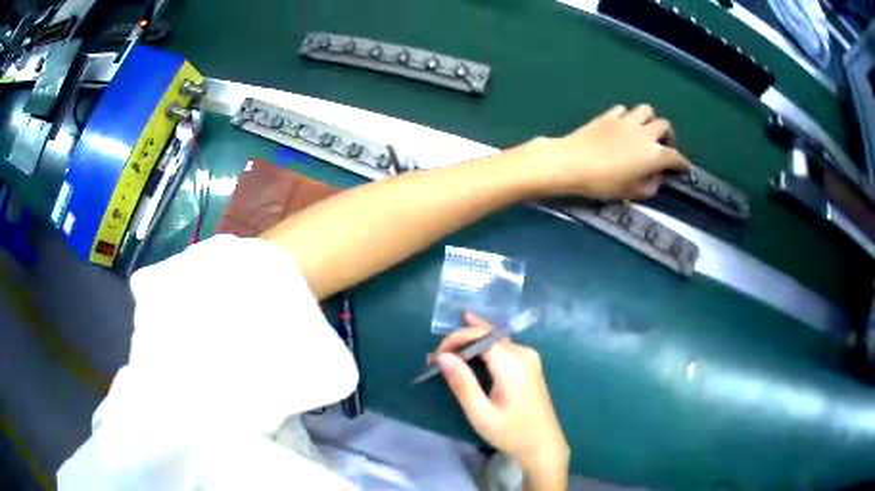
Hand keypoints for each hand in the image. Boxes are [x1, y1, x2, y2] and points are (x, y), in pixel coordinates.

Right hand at [429, 312, 568, 487]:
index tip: (434, 358)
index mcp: (512, 364)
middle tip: (436, 357)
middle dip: (460, 340)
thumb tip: (442, 356)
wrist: (543, 446)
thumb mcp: (481, 413)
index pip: (480, 336)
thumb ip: (462, 383)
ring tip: (447, 352)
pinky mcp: (530, 365)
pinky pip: (504, 347)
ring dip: (471, 342)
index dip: (455, 340)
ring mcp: (530, 358)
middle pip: (488, 333)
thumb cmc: (511, 433)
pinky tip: (470, 351)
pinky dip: (484, 347)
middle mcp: (524, 354)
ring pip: (496, 338)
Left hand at [526, 104, 690, 199]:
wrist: (571, 162)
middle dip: (668, 137)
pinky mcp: (609, 115)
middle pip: (664, 126)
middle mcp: (645, 133)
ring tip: (644, 133)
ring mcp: (626, 120)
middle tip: (662, 148)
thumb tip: (657, 178)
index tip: (684, 169)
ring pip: (647, 111)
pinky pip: (625, 110)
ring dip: (650, 121)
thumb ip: (649, 186)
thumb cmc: (602, 182)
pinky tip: (622, 127)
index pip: (676, 157)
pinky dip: (628, 117)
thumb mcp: (630, 193)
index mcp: (654, 154)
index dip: (682, 164)